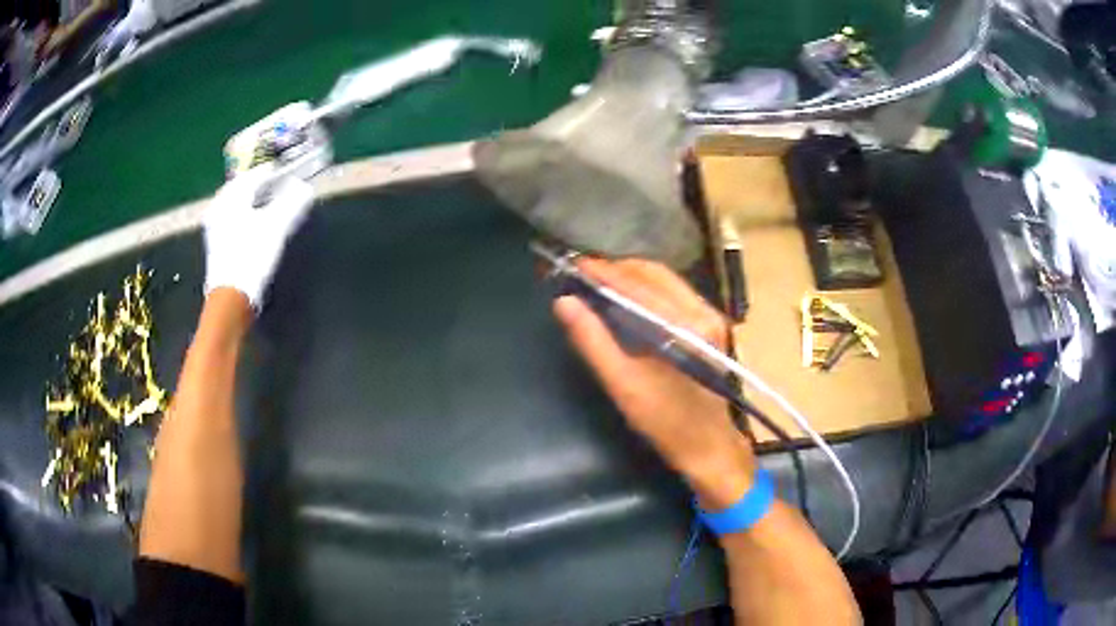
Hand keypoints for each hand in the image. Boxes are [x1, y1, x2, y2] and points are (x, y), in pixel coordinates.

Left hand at [203, 167, 313, 310]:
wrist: (231, 299)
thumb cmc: (251, 257)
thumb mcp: (276, 227)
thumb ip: (292, 203)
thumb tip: (306, 187)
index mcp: (230, 197)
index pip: (256, 174)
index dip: (276, 172)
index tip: (293, 173)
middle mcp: (219, 207)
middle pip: (245, 188)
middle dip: (265, 186)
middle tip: (285, 186)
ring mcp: (216, 227)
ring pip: (240, 204)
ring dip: (258, 202)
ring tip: (276, 204)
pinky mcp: (218, 244)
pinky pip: (236, 219)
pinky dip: (250, 216)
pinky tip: (260, 224)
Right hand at [553, 258, 756, 509]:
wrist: (708, 445)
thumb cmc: (666, 421)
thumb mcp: (623, 385)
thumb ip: (593, 341)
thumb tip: (564, 302)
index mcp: (686, 326)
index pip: (639, 284)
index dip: (603, 272)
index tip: (573, 265)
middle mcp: (703, 311)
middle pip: (654, 274)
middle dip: (616, 270)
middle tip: (582, 274)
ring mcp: (710, 316)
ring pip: (665, 281)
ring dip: (630, 277)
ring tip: (598, 283)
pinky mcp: (709, 324)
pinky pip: (673, 294)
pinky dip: (645, 290)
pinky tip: (624, 298)